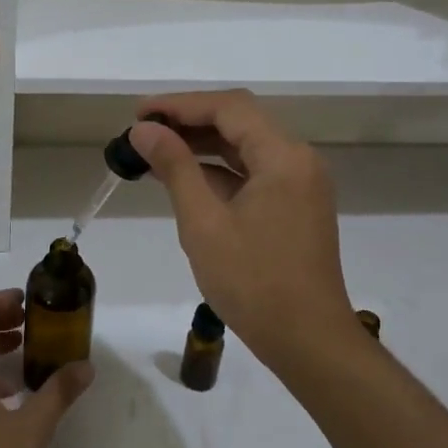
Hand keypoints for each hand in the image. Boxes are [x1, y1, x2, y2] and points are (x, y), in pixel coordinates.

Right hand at [129, 91, 359, 374]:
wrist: (309, 342)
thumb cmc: (254, 283)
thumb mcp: (204, 223)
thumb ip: (175, 167)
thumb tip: (143, 130)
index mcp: (283, 156)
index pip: (228, 107)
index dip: (180, 104)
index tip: (138, 113)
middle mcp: (298, 159)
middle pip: (239, 121)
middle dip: (189, 121)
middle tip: (142, 131)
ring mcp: (301, 183)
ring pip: (246, 147)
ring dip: (202, 145)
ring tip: (154, 151)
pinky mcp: (296, 205)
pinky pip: (254, 172)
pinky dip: (220, 170)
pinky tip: (185, 178)